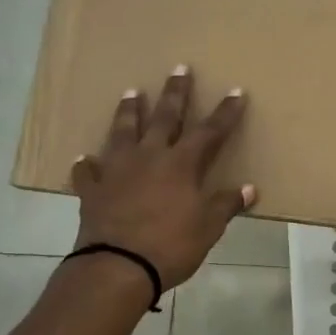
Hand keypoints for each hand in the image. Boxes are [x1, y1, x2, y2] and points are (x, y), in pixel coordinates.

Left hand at [71, 66, 254, 292]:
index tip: (235, 91)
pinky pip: (89, 172)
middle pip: (164, 118)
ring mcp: (117, 170)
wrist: (118, 266)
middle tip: (179, 68)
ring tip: (131, 92)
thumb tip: (249, 189)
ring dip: (128, 111)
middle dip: (175, 93)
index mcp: (181, 164)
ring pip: (123, 132)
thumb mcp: (208, 227)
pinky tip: (86, 158)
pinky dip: (88, 164)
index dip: (225, 112)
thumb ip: (227, 204)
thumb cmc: (171, 245)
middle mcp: (149, 157)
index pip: (209, 131)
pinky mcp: (93, 190)